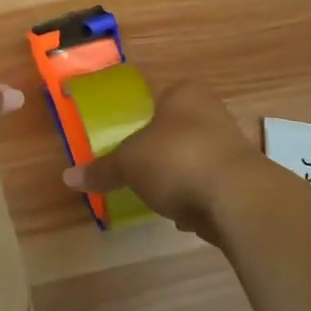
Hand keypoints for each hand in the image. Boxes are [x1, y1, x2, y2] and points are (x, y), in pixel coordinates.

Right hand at [62, 79, 277, 236]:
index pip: (159, 97)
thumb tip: (68, 176)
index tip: (128, 141)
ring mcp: (231, 146)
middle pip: (177, 129)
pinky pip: (210, 186)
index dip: (142, 117)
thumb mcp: (129, 163)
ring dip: (179, 176)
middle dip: (160, 151)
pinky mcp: (243, 180)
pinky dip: (197, 198)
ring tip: (159, 196)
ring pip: (194, 158)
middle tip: (138, 170)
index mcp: (184, 94)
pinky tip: (184, 216)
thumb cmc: (177, 159)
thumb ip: (102, 169)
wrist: (238, 198)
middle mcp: (212, 112)